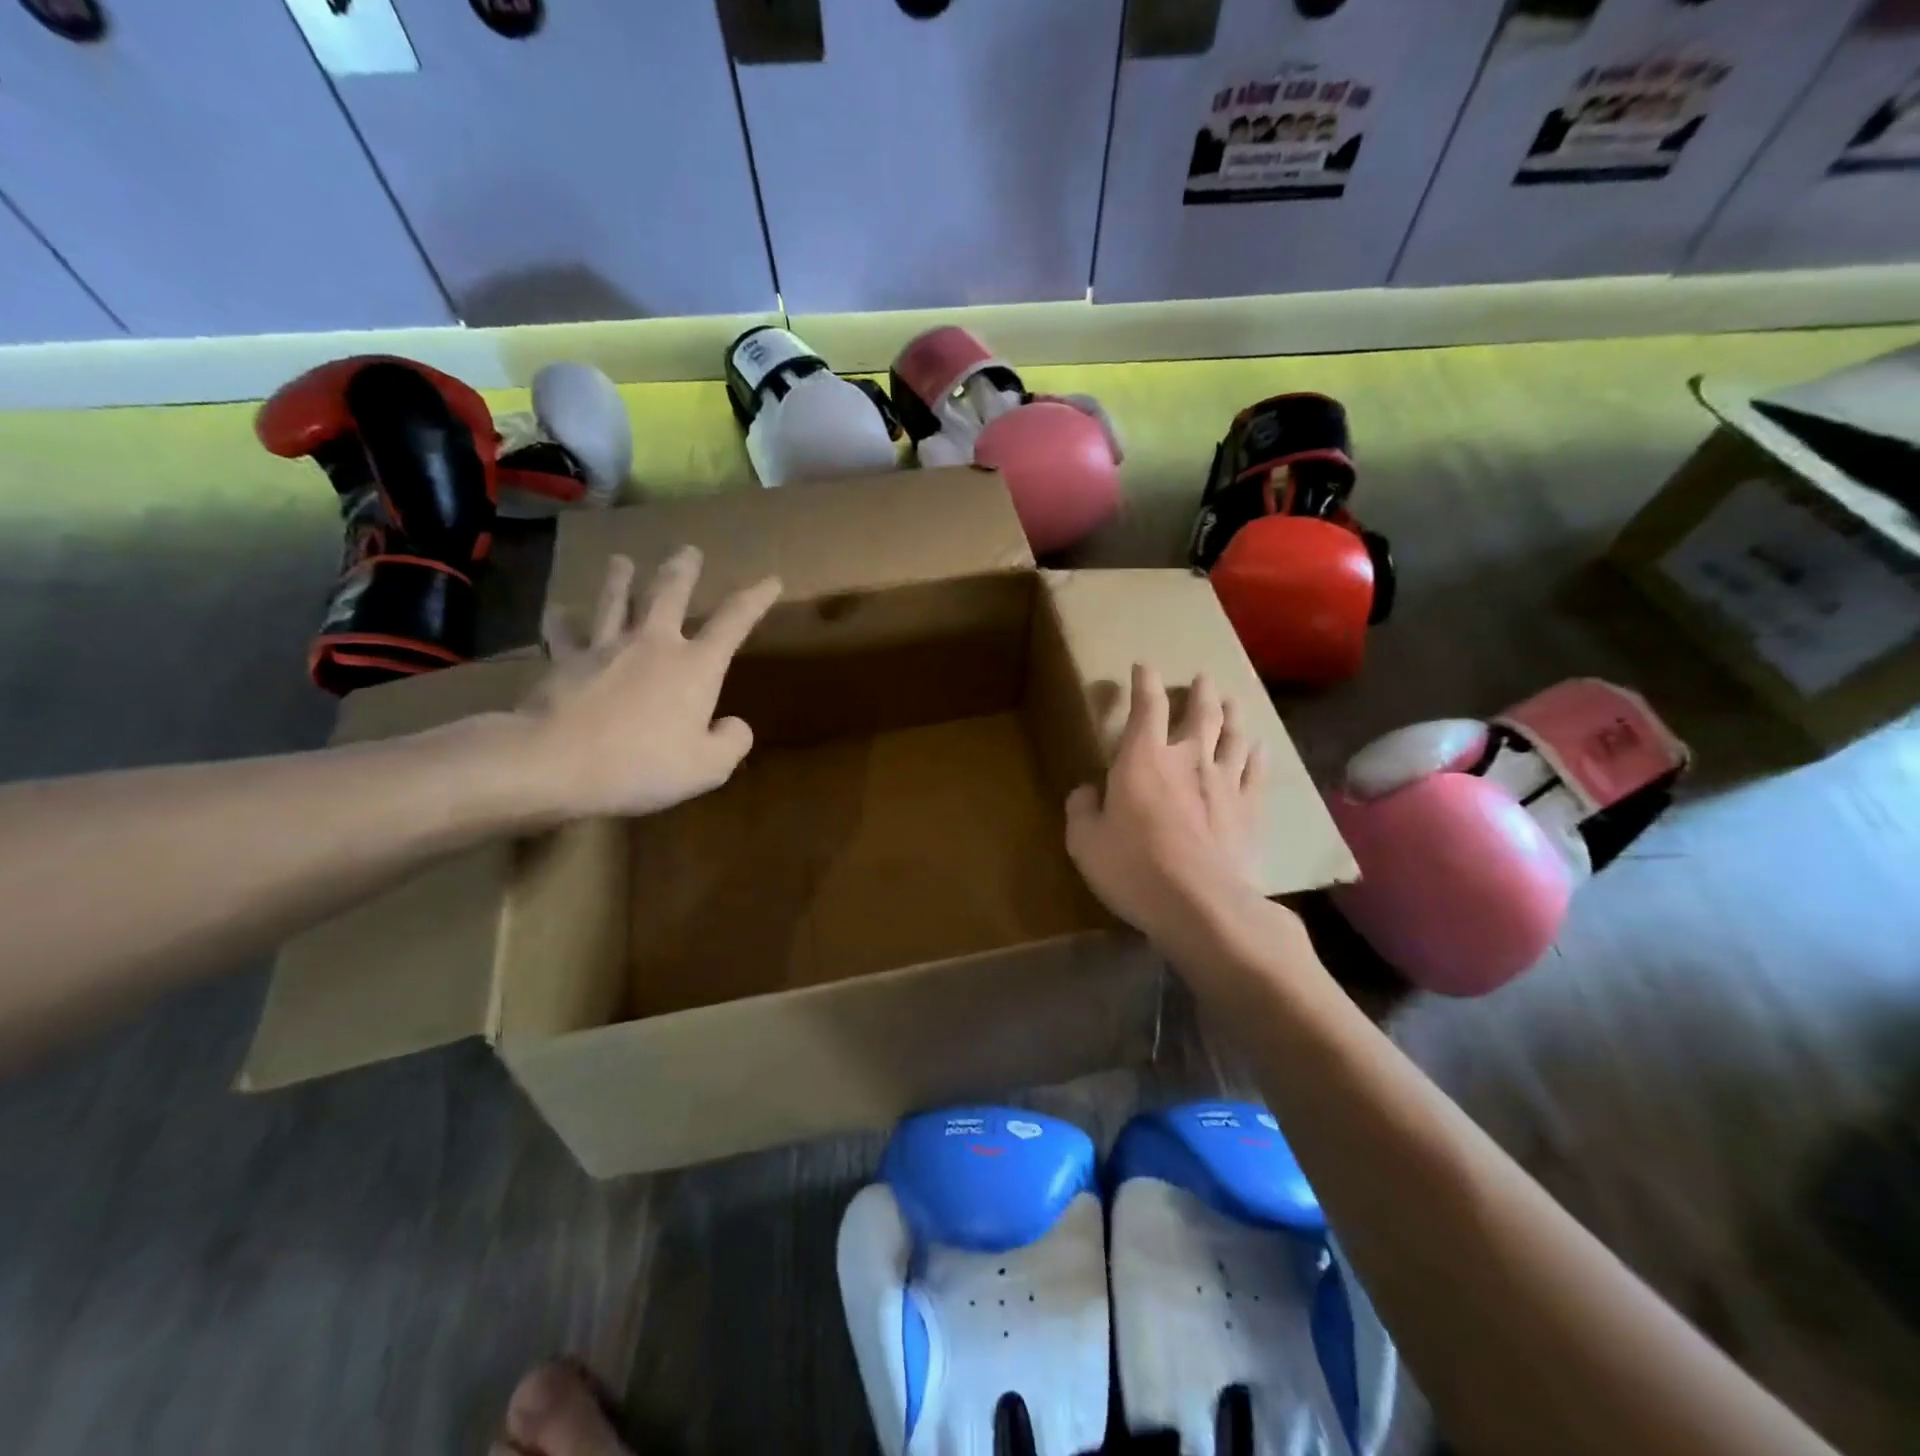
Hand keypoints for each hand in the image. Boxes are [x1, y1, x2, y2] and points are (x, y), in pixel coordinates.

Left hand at [515, 548, 779, 820]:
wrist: (555, 762)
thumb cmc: (642, 765)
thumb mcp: (708, 767)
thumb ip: (731, 742)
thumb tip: (733, 725)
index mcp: (695, 666)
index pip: (734, 622)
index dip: (755, 599)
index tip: (771, 580)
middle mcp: (653, 644)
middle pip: (669, 594)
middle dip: (683, 570)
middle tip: (689, 550)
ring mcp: (605, 647)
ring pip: (614, 601)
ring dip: (620, 579)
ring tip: (621, 561)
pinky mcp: (564, 661)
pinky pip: (563, 633)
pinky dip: (562, 620)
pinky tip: (559, 610)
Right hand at [1065, 665, 1274, 948]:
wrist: (1200, 903)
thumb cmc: (1134, 867)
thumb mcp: (1085, 842)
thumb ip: (1082, 811)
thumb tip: (1087, 792)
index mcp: (1143, 759)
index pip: (1146, 707)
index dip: (1144, 683)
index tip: (1144, 666)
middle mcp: (1188, 759)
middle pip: (1200, 713)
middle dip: (1200, 692)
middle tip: (1203, 678)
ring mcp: (1225, 782)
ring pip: (1233, 736)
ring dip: (1232, 715)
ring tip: (1233, 701)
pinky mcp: (1250, 809)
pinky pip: (1257, 771)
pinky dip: (1257, 754)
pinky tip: (1260, 746)